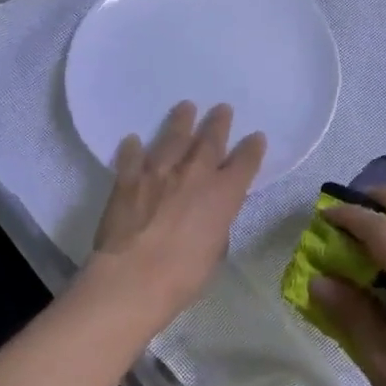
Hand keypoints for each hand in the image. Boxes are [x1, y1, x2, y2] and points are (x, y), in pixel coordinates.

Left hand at [81, 101, 266, 332]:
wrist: (133, 278)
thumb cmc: (183, 275)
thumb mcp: (215, 251)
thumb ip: (216, 225)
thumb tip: (211, 216)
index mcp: (223, 194)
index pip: (245, 162)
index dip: (253, 149)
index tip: (256, 138)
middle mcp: (194, 174)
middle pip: (210, 140)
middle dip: (218, 123)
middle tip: (222, 108)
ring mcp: (159, 172)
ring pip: (172, 138)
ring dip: (181, 121)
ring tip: (186, 107)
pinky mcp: (128, 179)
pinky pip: (132, 157)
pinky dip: (133, 148)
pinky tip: (133, 140)